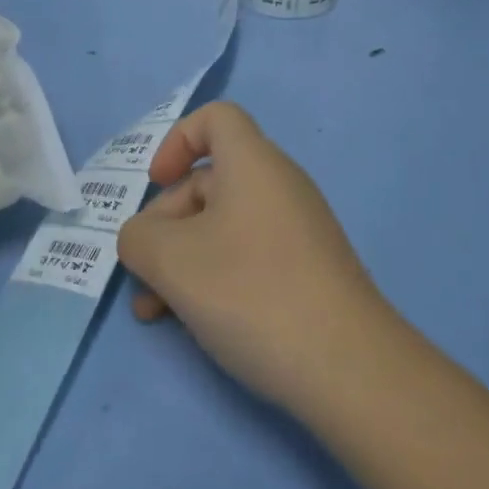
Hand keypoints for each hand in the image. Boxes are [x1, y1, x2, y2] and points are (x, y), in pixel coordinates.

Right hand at [118, 102, 389, 412]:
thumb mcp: (172, 261)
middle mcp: (278, 186)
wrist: (351, 370)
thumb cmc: (252, 293)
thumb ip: (137, 239)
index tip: (156, 184)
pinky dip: (214, 278)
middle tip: (142, 272)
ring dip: (182, 260)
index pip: (215, 118)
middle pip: (209, 182)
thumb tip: (142, 240)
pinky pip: (248, 256)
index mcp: (252, 163)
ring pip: (223, 227)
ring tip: (154, 312)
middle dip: (165, 223)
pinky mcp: (308, 273)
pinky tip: (193, 325)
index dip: (177, 140)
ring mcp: (297, 231)